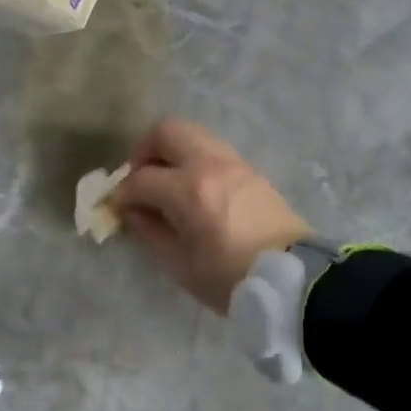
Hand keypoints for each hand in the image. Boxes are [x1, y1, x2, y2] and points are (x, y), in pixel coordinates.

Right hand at [109, 119, 310, 313]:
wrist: (294, 279)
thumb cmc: (231, 279)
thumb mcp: (179, 265)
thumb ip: (148, 231)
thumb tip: (130, 211)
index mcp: (189, 191)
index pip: (141, 178)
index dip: (122, 193)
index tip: (116, 208)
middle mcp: (209, 164)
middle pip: (166, 131)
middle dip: (144, 151)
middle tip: (139, 178)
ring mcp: (233, 162)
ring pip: (191, 133)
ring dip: (170, 151)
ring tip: (165, 182)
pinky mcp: (249, 169)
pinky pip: (211, 148)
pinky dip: (193, 158)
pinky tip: (192, 188)